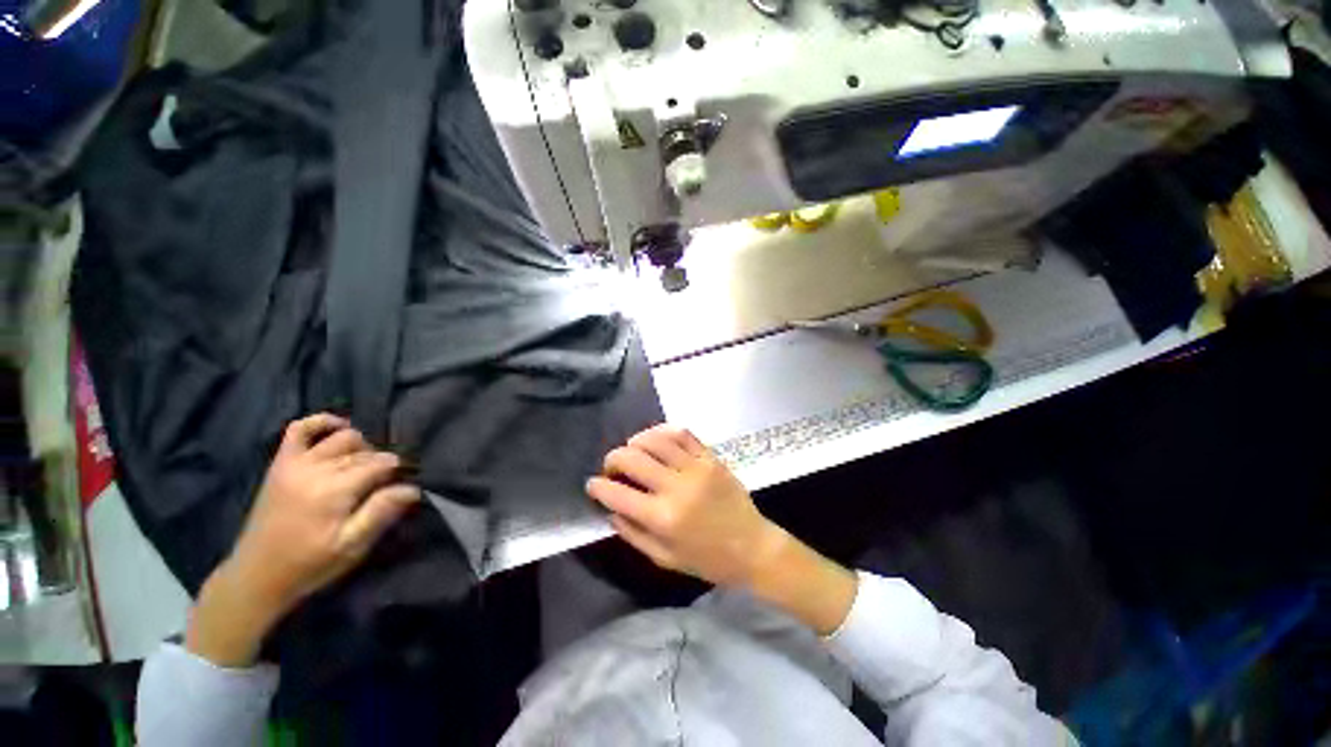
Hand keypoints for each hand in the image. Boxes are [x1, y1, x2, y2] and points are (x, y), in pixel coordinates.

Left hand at [186, 414, 419, 665]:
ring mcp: (295, 463)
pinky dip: (321, 422)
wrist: (257, 575)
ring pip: (342, 437)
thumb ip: (381, 512)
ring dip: (360, 447)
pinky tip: (338, 426)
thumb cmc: (310, 563)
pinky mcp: (281, 464)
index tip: (402, 484)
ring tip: (363, 466)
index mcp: (334, 489)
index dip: (398, 472)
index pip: (381, 464)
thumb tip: (412, 488)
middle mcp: (316, 468)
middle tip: (384, 483)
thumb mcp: (352, 545)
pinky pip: (300, 429)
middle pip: (364, 451)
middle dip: (381, 462)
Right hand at [586, 425, 784, 587]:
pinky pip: (682, 434)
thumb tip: (610, 509)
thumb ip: (633, 533)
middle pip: (633, 459)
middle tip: (611, 467)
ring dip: (635, 442)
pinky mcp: (710, 457)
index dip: (598, 487)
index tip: (593, 484)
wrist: (751, 546)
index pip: (618, 494)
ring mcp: (696, 468)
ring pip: (655, 440)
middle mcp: (677, 487)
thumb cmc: (707, 559)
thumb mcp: (664, 558)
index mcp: (663, 518)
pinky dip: (663, 431)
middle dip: (613, 459)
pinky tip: (655, 439)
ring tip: (631, 450)